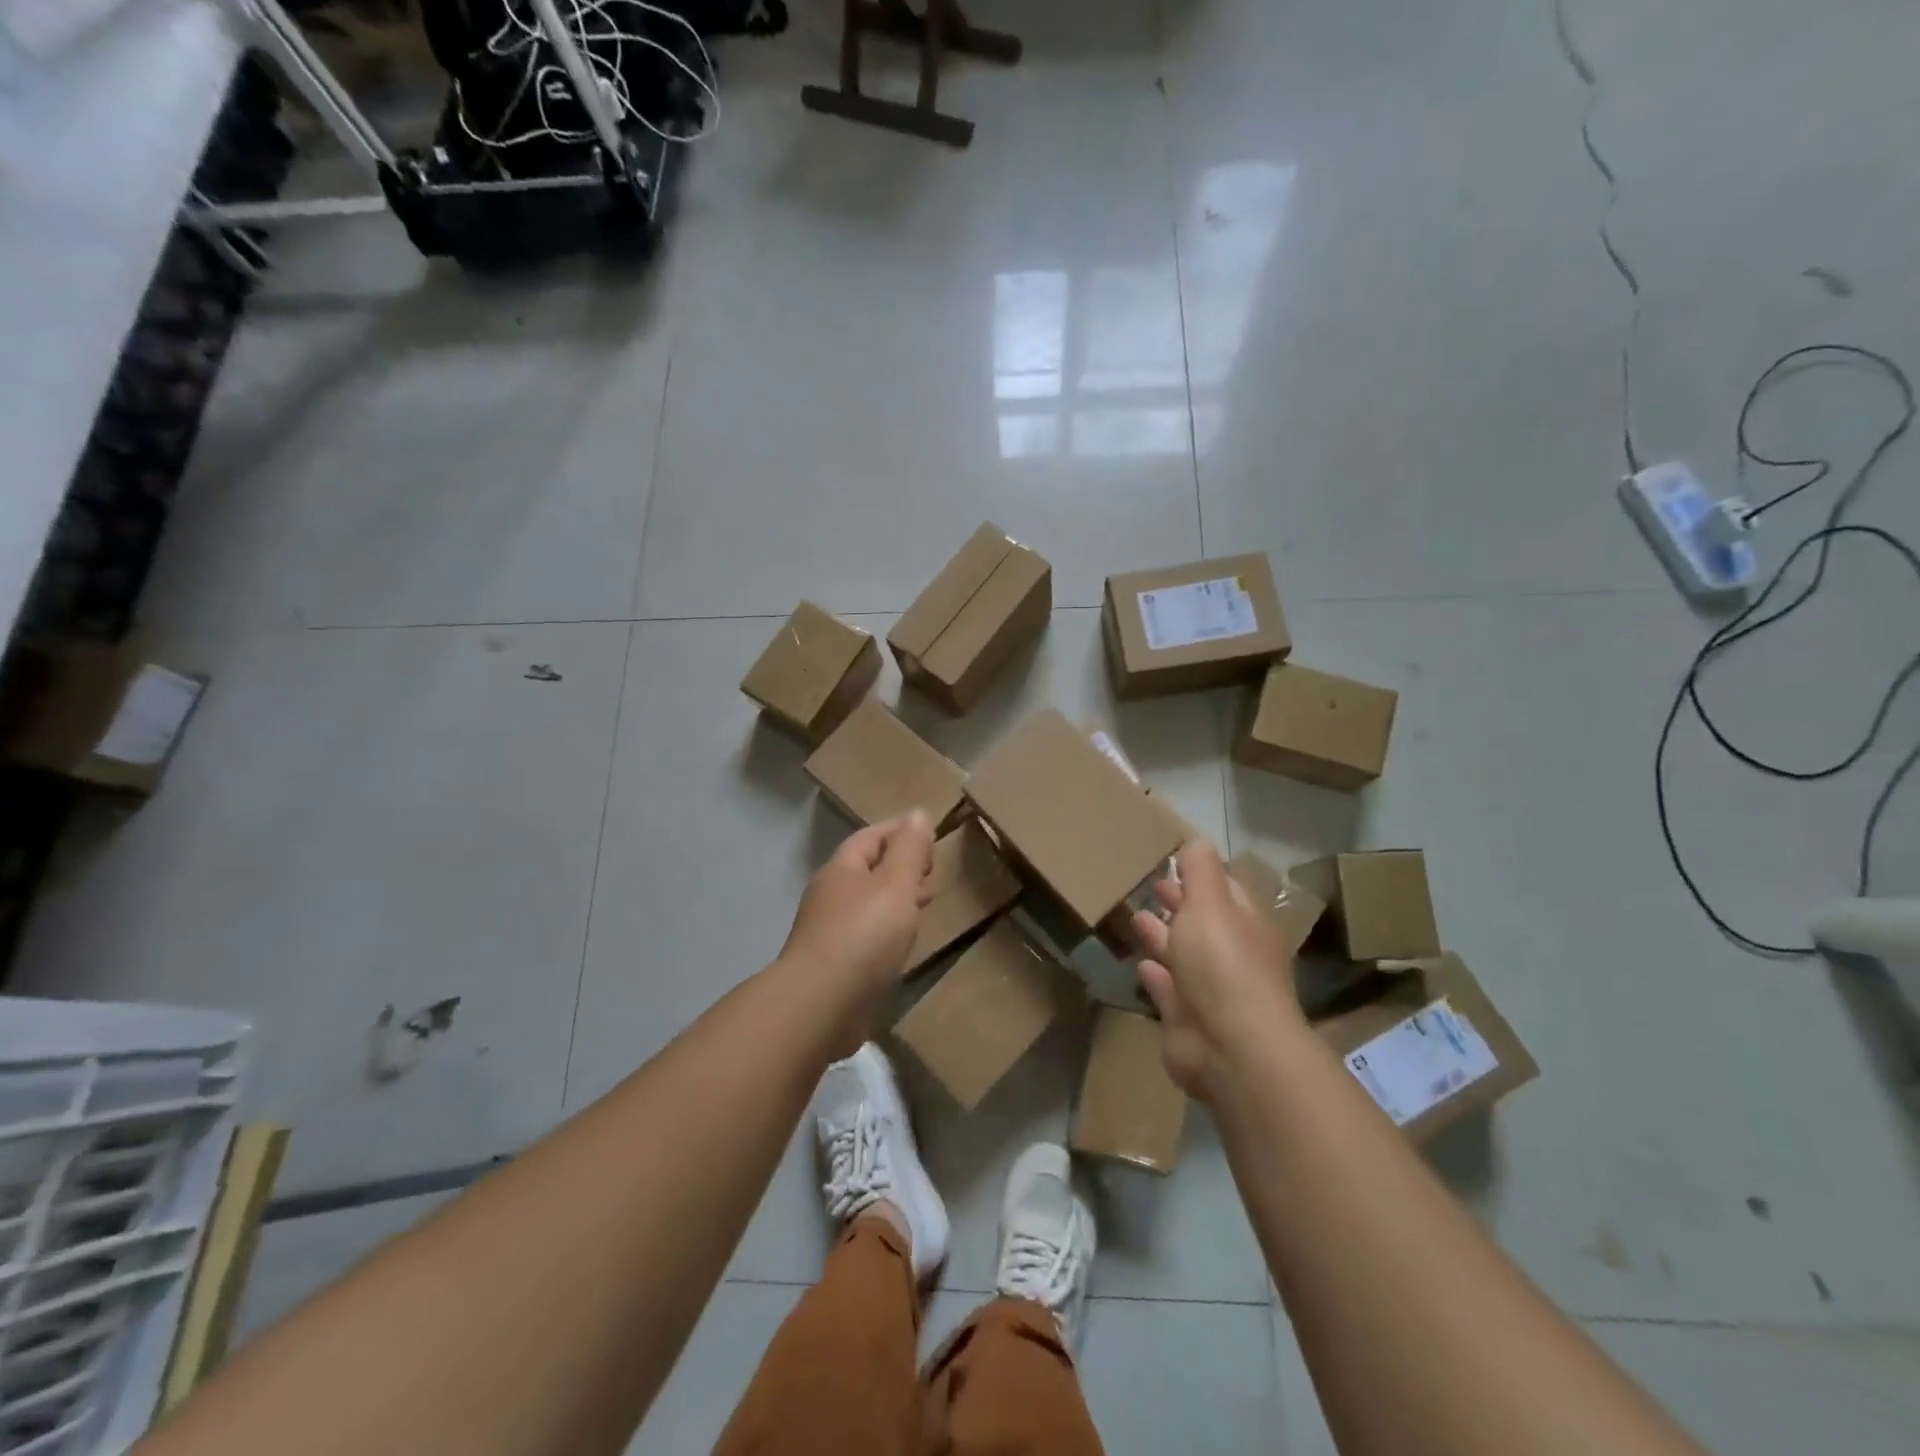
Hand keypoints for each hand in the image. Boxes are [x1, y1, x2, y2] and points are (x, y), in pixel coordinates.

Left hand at [779, 811, 935, 1047]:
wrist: (821, 1005)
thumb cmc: (863, 935)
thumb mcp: (896, 884)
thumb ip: (909, 850)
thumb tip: (917, 813)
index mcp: (841, 869)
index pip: (871, 837)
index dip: (900, 831)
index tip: (929, 834)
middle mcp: (830, 896)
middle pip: (868, 870)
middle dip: (900, 866)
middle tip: (932, 871)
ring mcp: (828, 932)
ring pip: (868, 905)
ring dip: (895, 900)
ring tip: (924, 906)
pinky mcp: (834, 965)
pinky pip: (865, 936)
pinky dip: (887, 931)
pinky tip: (903, 945)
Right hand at [1131, 840, 1304, 1100]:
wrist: (1231, 1048)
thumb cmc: (1223, 964)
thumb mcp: (1211, 903)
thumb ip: (1200, 871)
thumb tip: (1197, 840)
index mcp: (1244, 924)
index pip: (1224, 889)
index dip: (1200, 874)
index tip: (1172, 860)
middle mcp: (1231, 955)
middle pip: (1202, 922)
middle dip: (1179, 903)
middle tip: (1151, 885)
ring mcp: (1209, 991)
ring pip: (1183, 955)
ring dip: (1163, 937)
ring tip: (1137, 917)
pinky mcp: (1186, 1020)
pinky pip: (1168, 990)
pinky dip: (1156, 975)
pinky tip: (1142, 965)